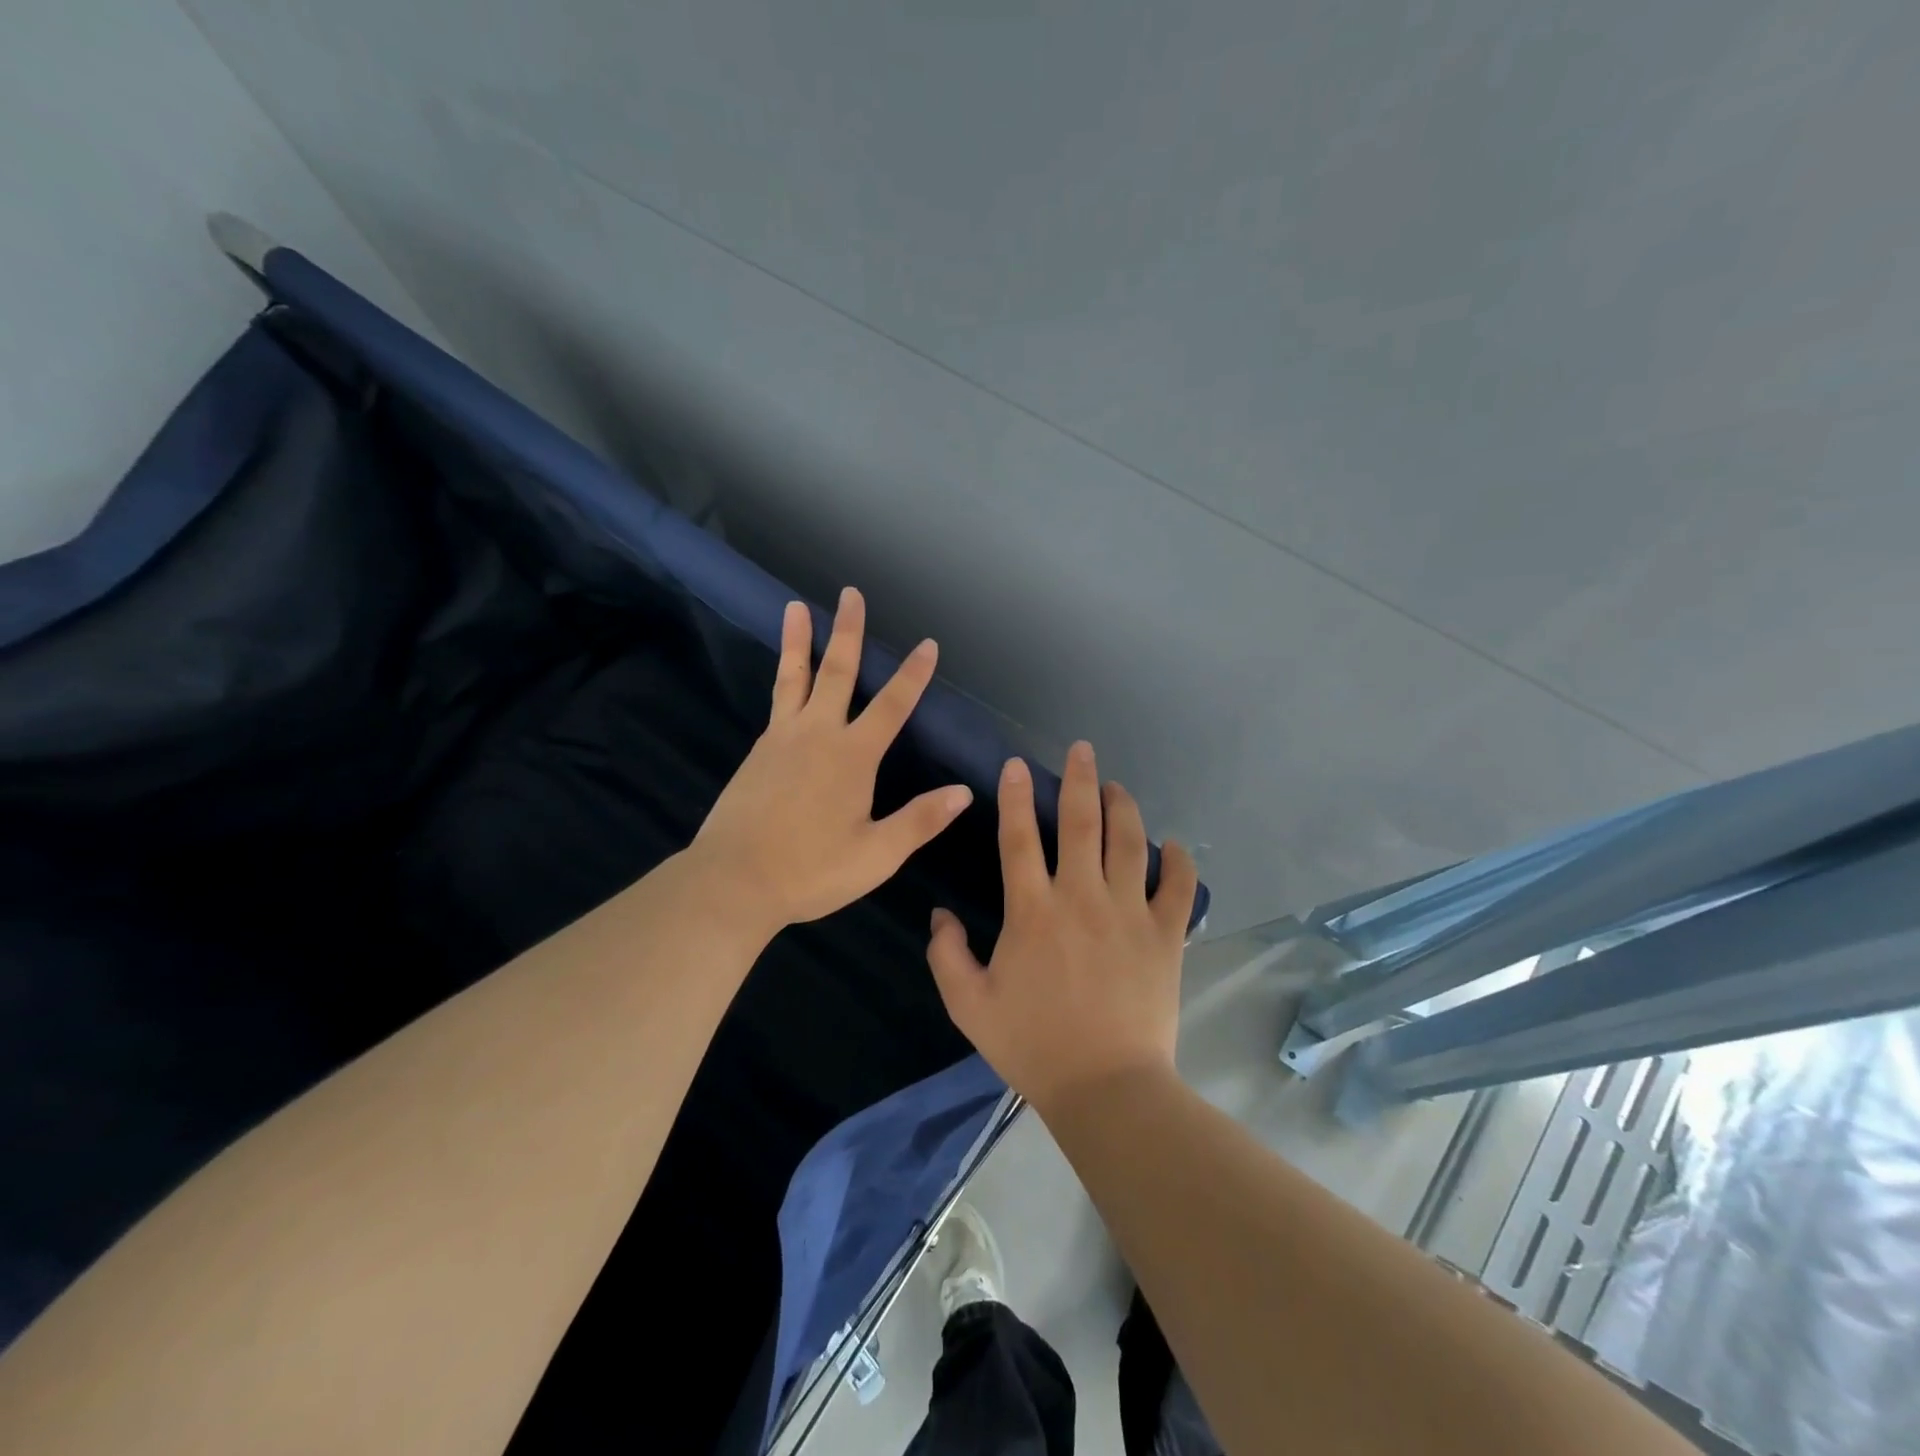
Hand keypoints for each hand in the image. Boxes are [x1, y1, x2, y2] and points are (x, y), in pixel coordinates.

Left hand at [690, 587, 974, 933]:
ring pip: (794, 679)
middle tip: (850, 594)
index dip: (913, 675)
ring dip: (799, 641)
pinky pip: (777, 705)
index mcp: (852, 757)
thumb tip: (963, 792)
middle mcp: (817, 735)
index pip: (891, 705)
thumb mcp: (876, 854)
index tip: (927, 644)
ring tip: (795, 608)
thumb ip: (920, 820)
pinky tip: (787, 682)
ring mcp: (781, 740)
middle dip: (848, 631)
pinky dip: (785, 681)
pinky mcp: (757, 753)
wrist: (733, 881)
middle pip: (836, 672)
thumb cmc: (811, 871)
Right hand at [927, 741, 1197, 1113]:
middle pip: (1081, 823)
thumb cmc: (1033, 1045)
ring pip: (1129, 842)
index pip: (1018, 837)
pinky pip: (1178, 886)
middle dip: (1080, 779)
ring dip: (1124, 807)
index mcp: (1032, 910)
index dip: (1015, 796)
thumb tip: (940, 915)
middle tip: (1083, 749)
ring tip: (1117, 786)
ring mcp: (1128, 913)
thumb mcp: (969, 1005)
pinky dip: (1178, 861)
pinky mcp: (1165, 935)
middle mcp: (1081, 897)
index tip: (1017, 765)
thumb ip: (947, 954)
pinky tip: (1173, 845)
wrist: (1106, 1088)